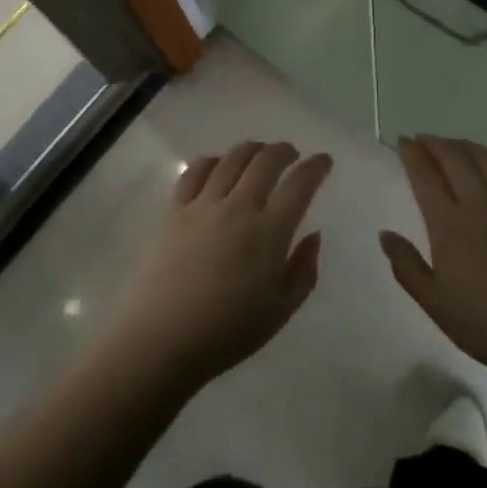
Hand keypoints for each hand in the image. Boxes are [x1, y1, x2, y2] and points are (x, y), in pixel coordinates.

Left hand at [104, 141, 331, 387]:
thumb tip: (314, 234)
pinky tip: (217, 166)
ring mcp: (202, 205)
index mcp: (269, 232)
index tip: (323, 161)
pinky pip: (194, 171)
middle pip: (265, 161)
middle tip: (292, 154)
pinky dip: (211, 161)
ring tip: (259, 154)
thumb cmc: (228, 332)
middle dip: (284, 151)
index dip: (316, 167)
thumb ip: (304, 270)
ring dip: (251, 149)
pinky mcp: (174, 209)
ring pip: (231, 159)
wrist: (163, 339)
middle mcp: (238, 207)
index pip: (299, 185)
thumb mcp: (281, 310)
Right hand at [381, 136, 486, 384]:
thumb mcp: (435, 304)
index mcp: (450, 224)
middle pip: (455, 158)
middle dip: (436, 144)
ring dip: (466, 146)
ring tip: (454, 145)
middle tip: (423, 140)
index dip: (412, 154)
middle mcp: (481, 203)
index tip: (403, 142)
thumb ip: (407, 267)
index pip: (425, 176)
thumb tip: (385, 235)